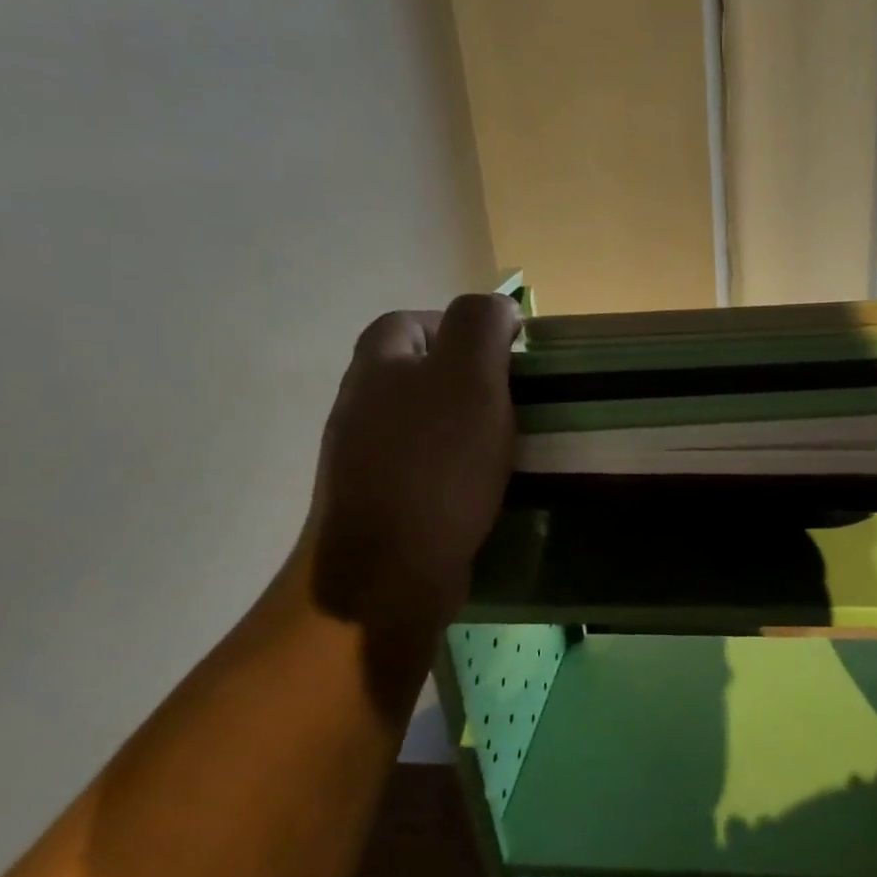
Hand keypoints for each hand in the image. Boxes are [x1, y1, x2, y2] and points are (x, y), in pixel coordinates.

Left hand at [305, 294, 519, 634]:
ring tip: (508, 445)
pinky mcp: (379, 501)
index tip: (509, 354)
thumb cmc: (436, 464)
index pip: (415, 320)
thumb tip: (497, 306)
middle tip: (516, 401)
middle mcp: (360, 403)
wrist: (387, 570)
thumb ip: (481, 325)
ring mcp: (363, 456)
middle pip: (418, 371)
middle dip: (468, 379)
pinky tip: (483, 487)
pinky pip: (425, 467)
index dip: (463, 327)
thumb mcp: (470, 377)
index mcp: (378, 364)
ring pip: (424, 422)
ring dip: (464, 427)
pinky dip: (455, 468)